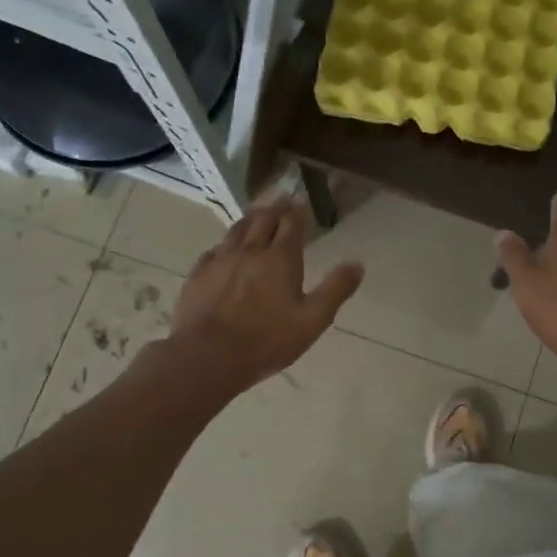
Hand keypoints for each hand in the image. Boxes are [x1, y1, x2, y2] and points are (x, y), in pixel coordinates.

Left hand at [169, 201, 362, 389]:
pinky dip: (224, 245)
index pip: (291, 224)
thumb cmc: (267, 340)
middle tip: (281, 201)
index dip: (297, 212)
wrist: (208, 356)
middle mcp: (250, 251)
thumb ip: (335, 289)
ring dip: (249, 220)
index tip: (300, 203)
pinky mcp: (198, 275)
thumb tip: (357, 263)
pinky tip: (223, 250)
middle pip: (263, 220)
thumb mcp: (313, 320)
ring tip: (255, 215)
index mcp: (280, 258)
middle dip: (275, 209)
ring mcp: (220, 261)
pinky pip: (213, 251)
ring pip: (236, 230)